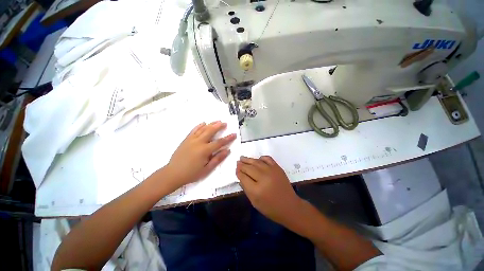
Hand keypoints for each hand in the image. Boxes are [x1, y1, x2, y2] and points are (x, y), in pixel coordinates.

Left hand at [165, 121, 236, 187]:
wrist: (173, 173)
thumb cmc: (191, 173)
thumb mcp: (207, 169)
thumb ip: (218, 159)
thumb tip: (227, 150)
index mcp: (205, 150)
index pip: (219, 142)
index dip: (228, 138)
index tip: (234, 134)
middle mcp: (198, 142)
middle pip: (211, 131)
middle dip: (219, 126)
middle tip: (225, 123)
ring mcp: (191, 140)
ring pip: (203, 129)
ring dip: (211, 124)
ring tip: (217, 121)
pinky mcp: (186, 140)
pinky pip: (193, 130)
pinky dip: (199, 126)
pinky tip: (203, 123)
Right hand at [236, 156, 302, 226]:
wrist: (289, 206)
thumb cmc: (270, 208)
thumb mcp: (254, 202)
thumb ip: (246, 188)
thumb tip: (240, 175)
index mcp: (256, 190)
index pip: (243, 177)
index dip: (238, 172)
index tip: (236, 169)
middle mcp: (263, 178)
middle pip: (249, 168)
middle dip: (242, 165)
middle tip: (238, 162)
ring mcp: (271, 171)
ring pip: (256, 162)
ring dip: (248, 159)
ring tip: (242, 158)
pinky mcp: (278, 168)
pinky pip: (267, 159)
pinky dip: (261, 158)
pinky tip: (257, 159)